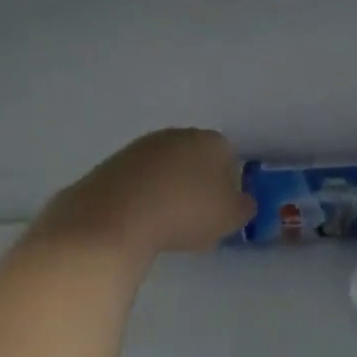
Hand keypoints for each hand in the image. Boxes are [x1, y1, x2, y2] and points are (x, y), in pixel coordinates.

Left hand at [40, 128, 253, 258]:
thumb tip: (242, 201)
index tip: (221, 209)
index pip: (229, 156)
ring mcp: (141, 146)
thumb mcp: (231, 217)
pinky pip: (139, 180)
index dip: (228, 184)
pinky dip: (143, 196)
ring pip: (165, 168)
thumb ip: (244, 207)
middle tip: (195, 216)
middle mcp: (177, 134)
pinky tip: (140, 219)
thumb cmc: (186, 212)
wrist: (117, 216)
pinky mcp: (113, 163)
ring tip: (165, 221)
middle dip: (197, 182)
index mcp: (211, 141)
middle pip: (195, 158)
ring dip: (168, 189)